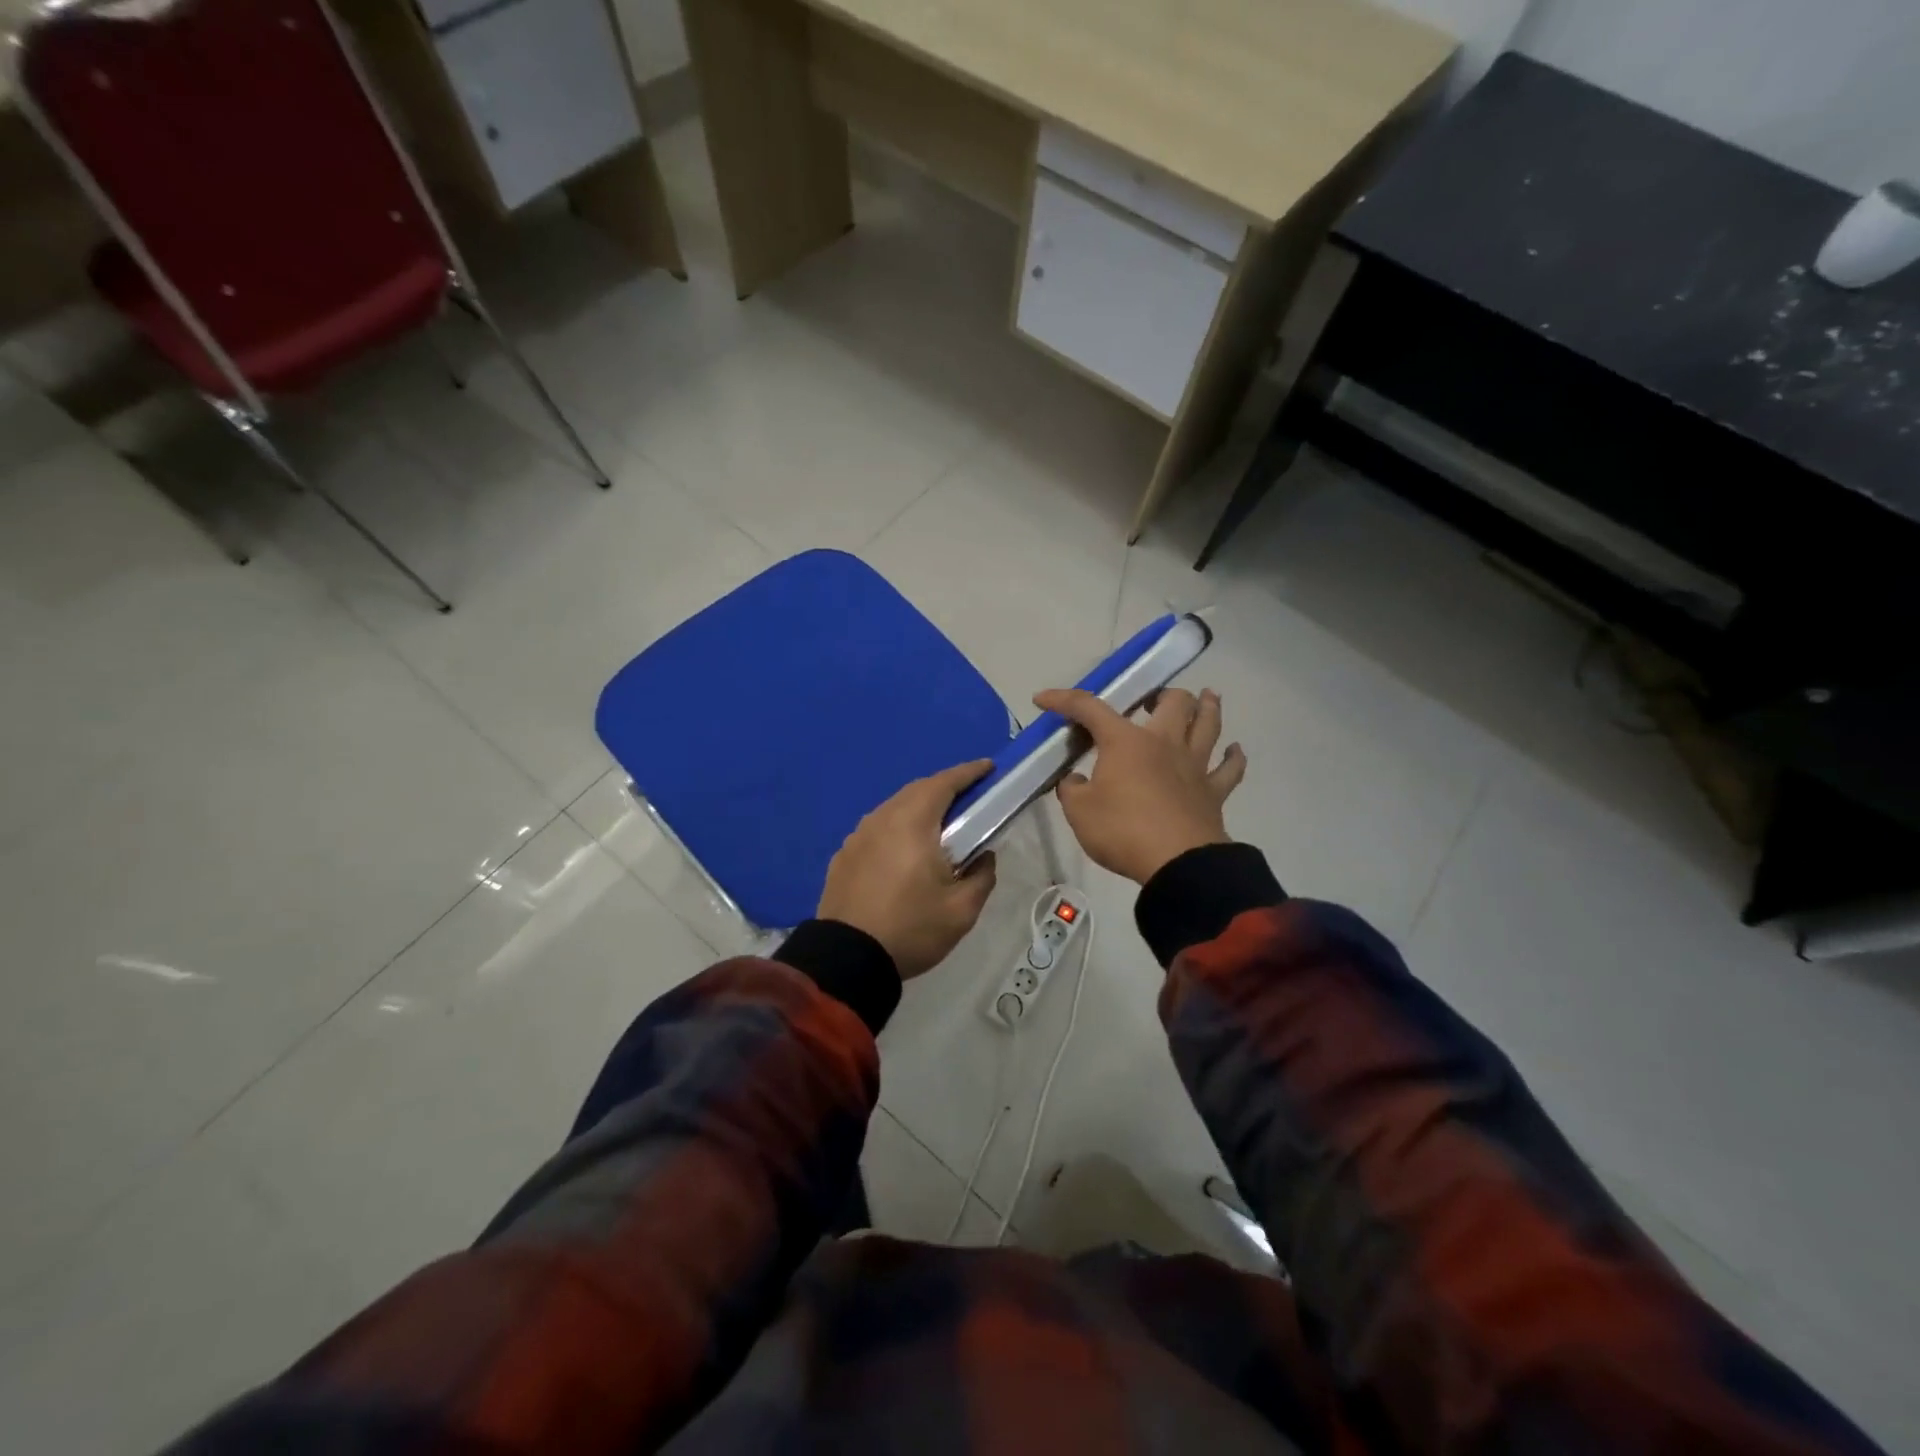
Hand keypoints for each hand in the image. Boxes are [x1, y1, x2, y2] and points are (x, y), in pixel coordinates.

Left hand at [817, 760, 999, 979]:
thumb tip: (984, 856)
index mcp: (912, 822)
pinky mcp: (843, 856)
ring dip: (918, 809)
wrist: (847, 959)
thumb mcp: (962, 910)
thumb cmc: (911, 928)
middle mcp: (882, 818)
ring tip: (939, 826)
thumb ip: (982, 876)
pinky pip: (877, 830)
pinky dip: (897, 829)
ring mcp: (857, 836)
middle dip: (944, 788)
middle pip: (917, 791)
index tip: (988, 768)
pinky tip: (904, 852)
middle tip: (969, 799)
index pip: (944, 783)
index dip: (968, 772)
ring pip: (894, 809)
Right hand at [1032, 687, 1246, 884]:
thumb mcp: (1079, 812)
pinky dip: (1233, 758)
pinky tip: (1234, 750)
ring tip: (1206, 697)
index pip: (1089, 708)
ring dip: (1207, 707)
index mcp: (1125, 742)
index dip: (1063, 700)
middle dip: (1161, 693)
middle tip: (1151, 700)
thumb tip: (1075, 781)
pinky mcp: (1213, 793)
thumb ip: (1072, 791)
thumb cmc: (1122, 830)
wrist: (1177, 863)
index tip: (1042, 699)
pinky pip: (1229, 769)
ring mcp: (1194, 765)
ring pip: (1208, 724)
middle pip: (1172, 702)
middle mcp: (1163, 743)